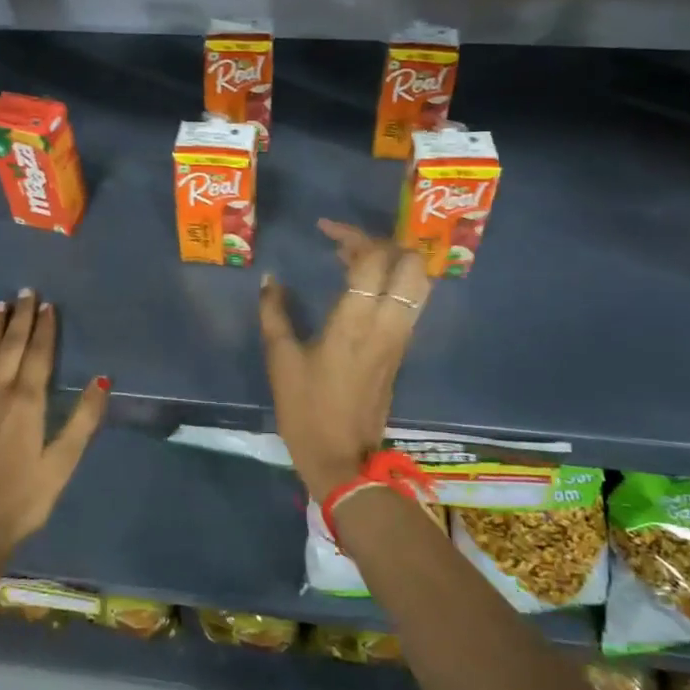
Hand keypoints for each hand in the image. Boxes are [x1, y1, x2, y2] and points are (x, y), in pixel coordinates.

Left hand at [0, 289, 109, 558]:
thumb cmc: (23, 500)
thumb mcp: (62, 463)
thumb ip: (82, 420)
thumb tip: (102, 380)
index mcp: (28, 403)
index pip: (39, 355)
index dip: (45, 328)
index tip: (48, 305)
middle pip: (10, 347)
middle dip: (20, 318)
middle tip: (25, 292)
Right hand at [258, 219, 430, 502]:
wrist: (342, 459)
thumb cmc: (306, 409)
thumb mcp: (280, 360)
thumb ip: (274, 313)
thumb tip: (270, 279)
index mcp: (356, 322)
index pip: (372, 259)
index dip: (352, 235)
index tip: (325, 230)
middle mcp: (389, 324)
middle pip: (412, 264)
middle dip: (384, 244)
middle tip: (350, 245)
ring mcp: (401, 338)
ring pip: (419, 284)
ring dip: (393, 263)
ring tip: (357, 262)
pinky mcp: (402, 351)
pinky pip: (411, 303)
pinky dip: (394, 284)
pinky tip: (364, 289)